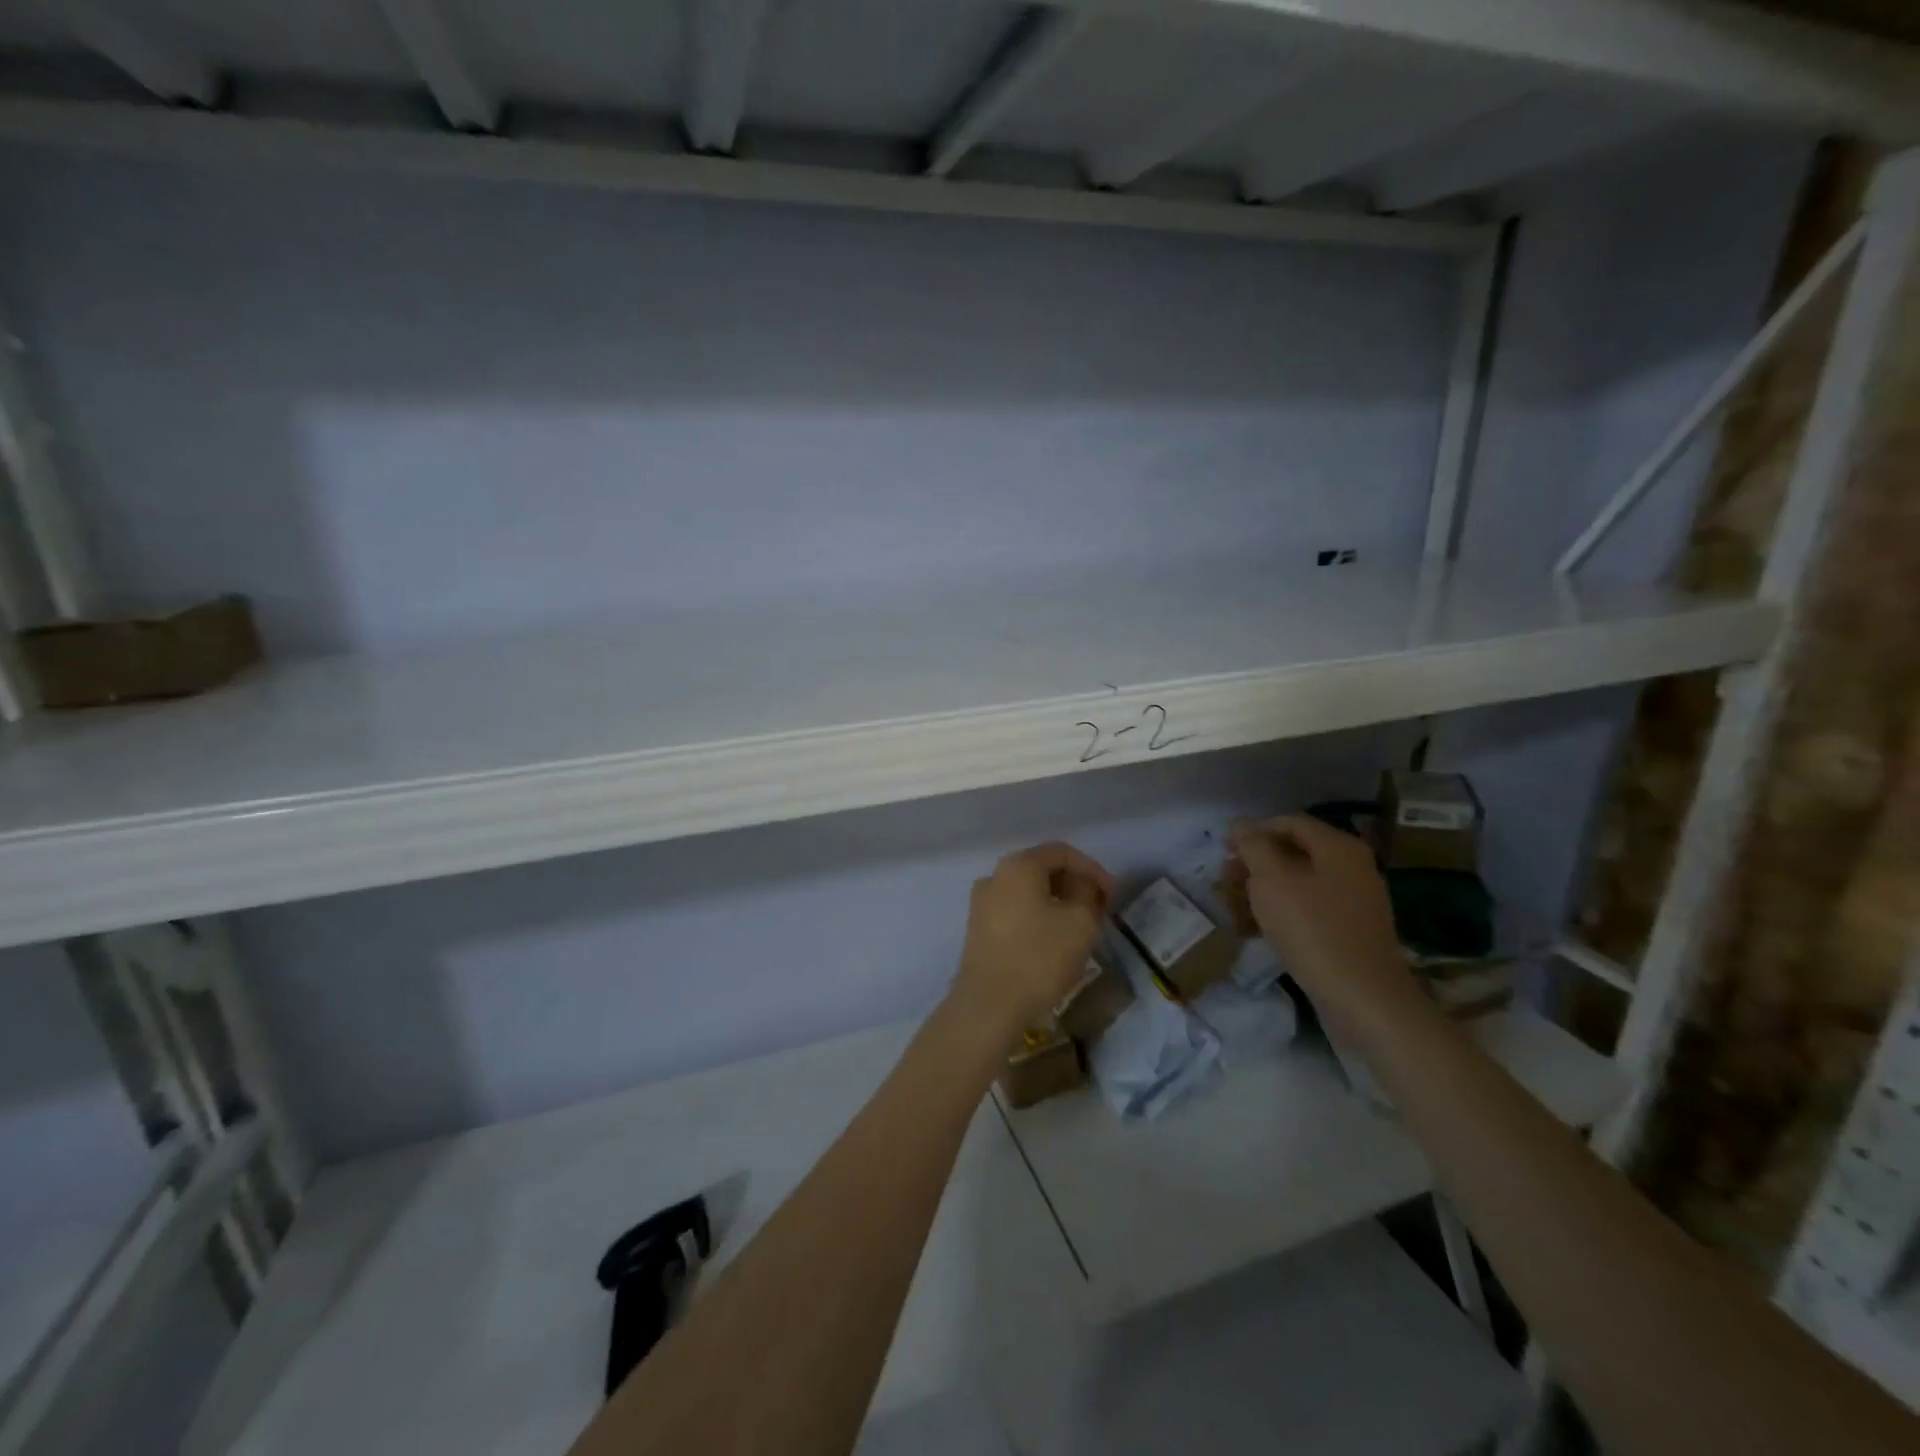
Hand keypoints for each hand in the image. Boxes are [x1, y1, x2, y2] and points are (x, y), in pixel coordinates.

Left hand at [948, 841, 1114, 1043]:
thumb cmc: (1039, 957)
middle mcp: (995, 876)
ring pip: (1029, 891)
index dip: (1092, 869)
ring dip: (1057, 902)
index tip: (1112, 894)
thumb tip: (1084, 885)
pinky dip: (1039, 916)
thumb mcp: (1080, 922)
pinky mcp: (979, 928)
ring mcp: (982, 902)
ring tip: (1081, 925)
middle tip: (1099, 908)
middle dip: (1074, 884)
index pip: (1062, 852)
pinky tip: (1055, 939)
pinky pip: (1016, 910)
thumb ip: (1088, 893)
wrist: (989, 1005)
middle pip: (1042, 868)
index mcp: (1018, 865)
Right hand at [1226, 815, 1419, 1034]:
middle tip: (1226, 880)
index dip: (1253, 831)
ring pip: (1300, 882)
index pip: (1289, 822)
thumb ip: (1253, 846)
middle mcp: (1352, 868)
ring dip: (1265, 888)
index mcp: (1339, 848)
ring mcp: (1355, 902)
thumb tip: (1240, 825)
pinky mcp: (1350, 932)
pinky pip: (1310, 909)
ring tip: (1236, 905)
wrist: (1364, 1000)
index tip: (1223, 850)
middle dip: (1256, 862)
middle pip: (1295, 851)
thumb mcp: (1272, 880)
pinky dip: (1282, 911)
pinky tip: (1260, 928)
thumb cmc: (1313, 931)